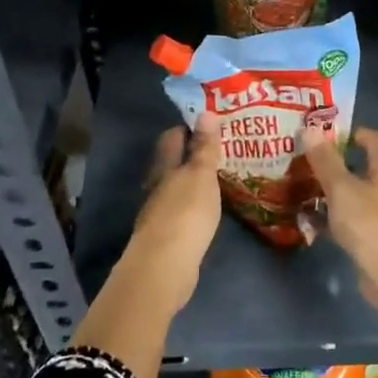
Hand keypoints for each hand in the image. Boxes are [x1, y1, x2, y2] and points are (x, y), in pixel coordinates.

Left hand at [114, 114, 222, 314]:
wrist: (165, 266)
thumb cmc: (185, 213)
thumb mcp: (201, 175)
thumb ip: (204, 146)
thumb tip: (205, 111)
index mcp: (164, 167)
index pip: (172, 137)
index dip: (188, 127)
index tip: (210, 122)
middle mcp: (157, 186)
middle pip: (171, 162)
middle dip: (191, 154)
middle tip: (220, 149)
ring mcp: (159, 212)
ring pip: (176, 187)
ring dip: (193, 181)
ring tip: (219, 177)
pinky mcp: (166, 236)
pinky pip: (181, 211)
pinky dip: (194, 205)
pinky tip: (209, 209)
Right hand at [302, 126, 377, 293]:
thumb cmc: (370, 224)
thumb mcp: (342, 188)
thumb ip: (326, 160)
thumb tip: (311, 127)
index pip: (376, 139)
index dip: (354, 132)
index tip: (327, 134)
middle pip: (365, 166)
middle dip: (338, 163)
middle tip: (307, 161)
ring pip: (357, 195)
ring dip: (334, 192)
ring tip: (304, 188)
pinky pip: (354, 220)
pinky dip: (336, 218)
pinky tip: (312, 222)